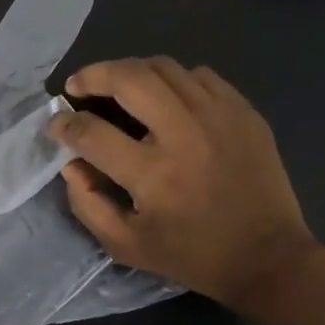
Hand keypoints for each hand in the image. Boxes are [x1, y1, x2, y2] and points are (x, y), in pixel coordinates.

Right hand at [50, 58, 319, 310]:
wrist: (268, 257)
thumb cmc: (191, 255)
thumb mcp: (125, 245)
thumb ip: (87, 203)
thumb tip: (70, 163)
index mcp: (153, 174)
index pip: (91, 133)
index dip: (64, 124)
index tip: (56, 125)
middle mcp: (184, 134)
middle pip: (129, 77)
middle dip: (93, 75)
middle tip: (78, 86)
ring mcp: (219, 116)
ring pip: (164, 67)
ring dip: (130, 72)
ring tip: (117, 87)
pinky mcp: (244, 112)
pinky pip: (199, 76)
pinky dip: (172, 80)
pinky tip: (165, 98)